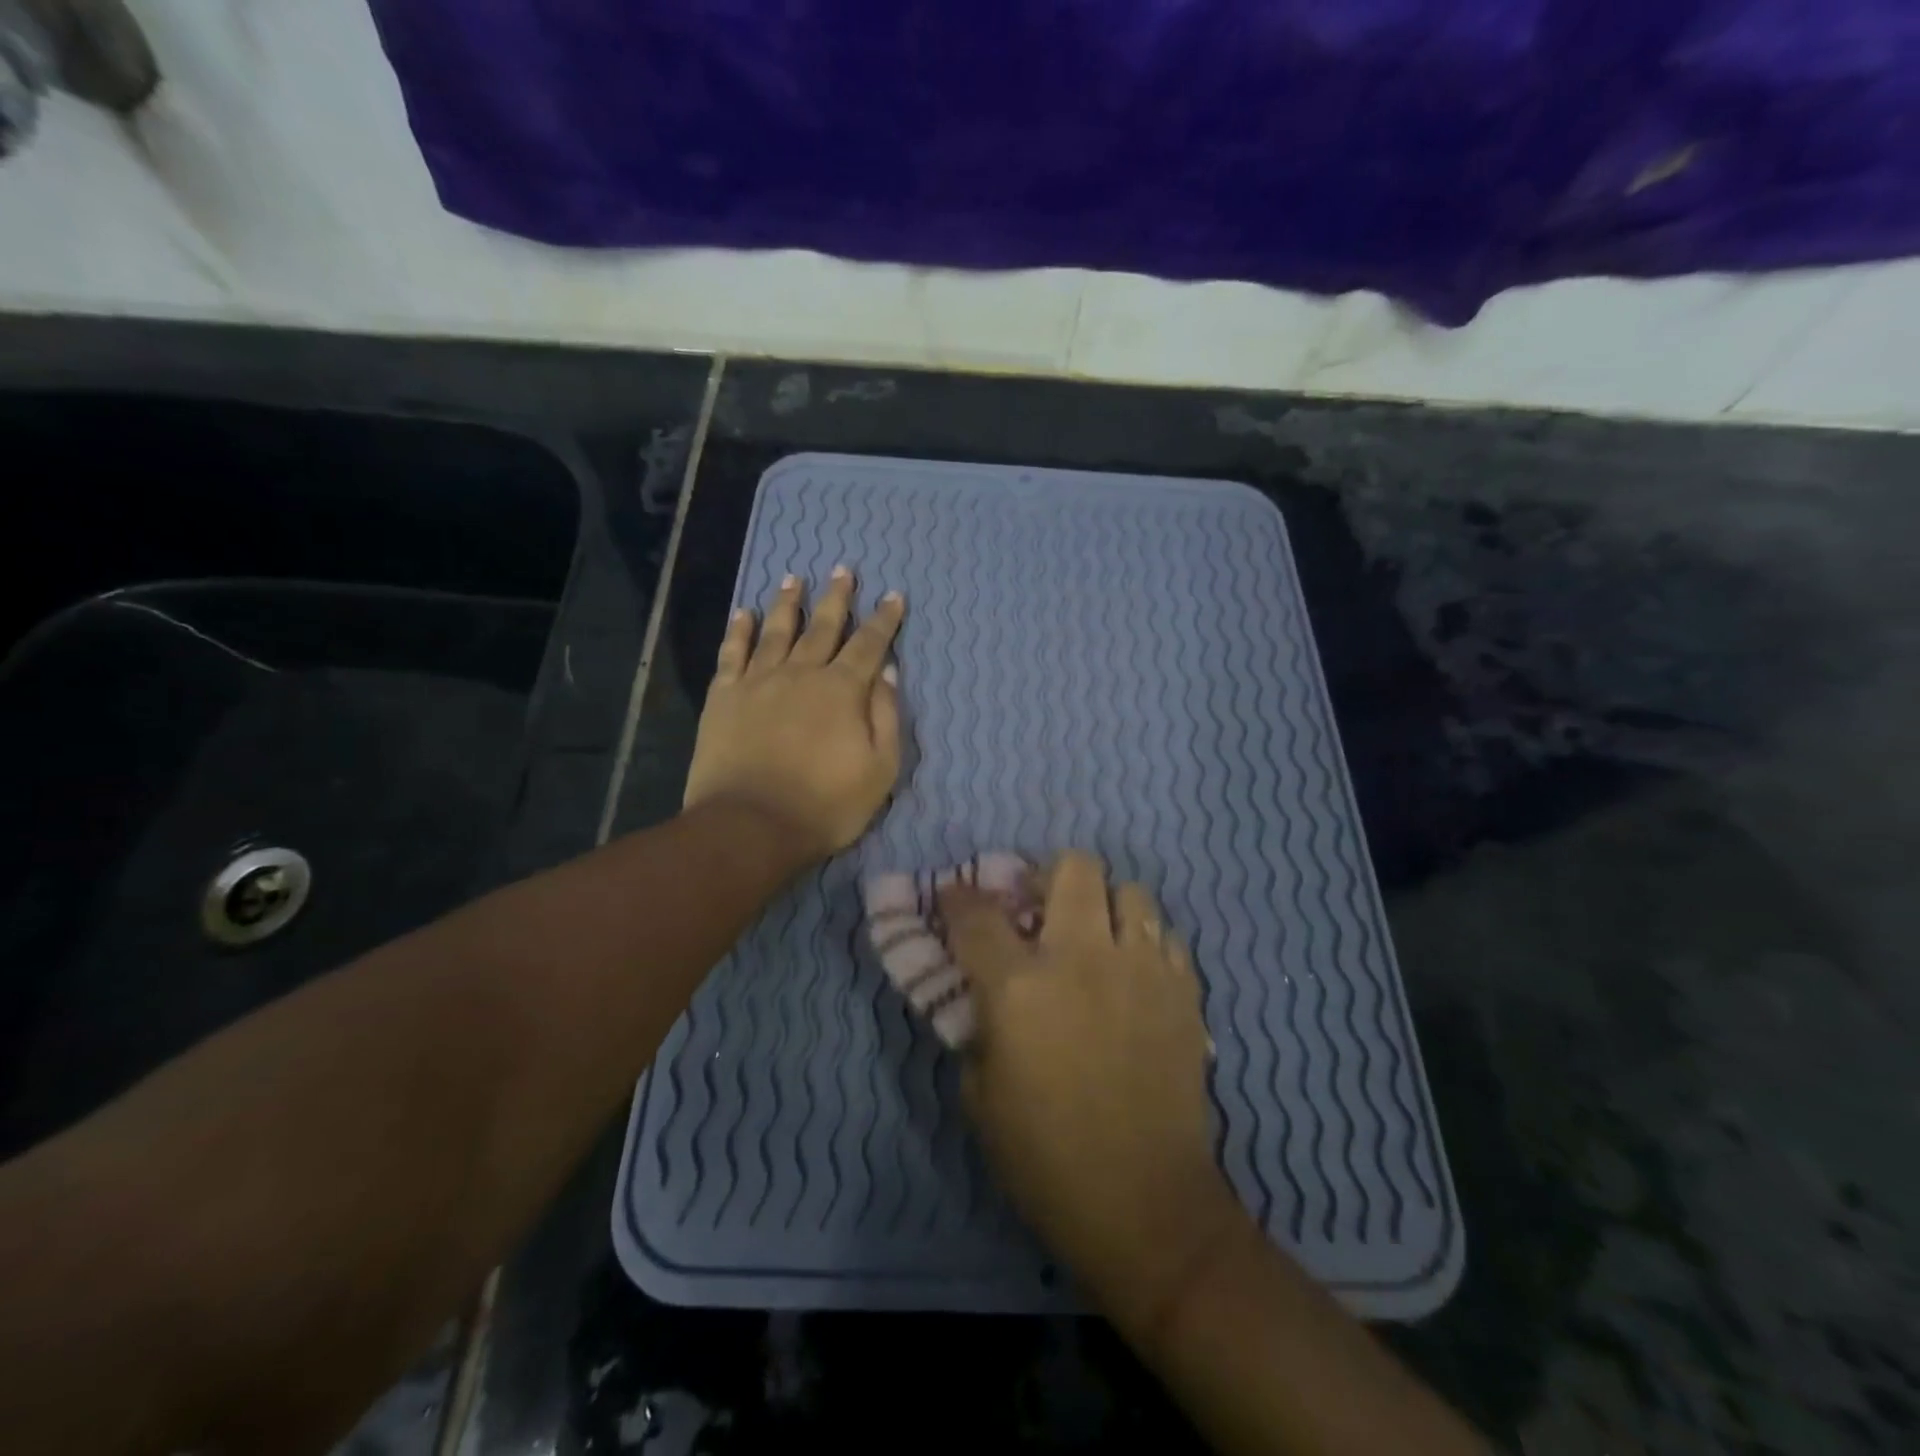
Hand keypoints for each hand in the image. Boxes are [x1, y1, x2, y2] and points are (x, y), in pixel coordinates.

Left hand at [683, 567, 904, 866]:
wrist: (750, 826)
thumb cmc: (825, 805)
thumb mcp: (880, 770)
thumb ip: (887, 717)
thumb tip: (889, 673)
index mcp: (843, 690)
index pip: (870, 645)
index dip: (884, 620)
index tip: (893, 596)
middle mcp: (802, 673)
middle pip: (822, 627)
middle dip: (837, 598)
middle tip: (843, 570)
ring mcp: (758, 682)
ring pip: (776, 631)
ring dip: (787, 603)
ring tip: (793, 579)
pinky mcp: (723, 697)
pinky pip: (732, 654)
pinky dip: (738, 630)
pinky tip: (742, 612)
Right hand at [941, 852, 1243, 1335]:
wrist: (1146, 1205)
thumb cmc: (1045, 1159)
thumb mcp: (980, 1095)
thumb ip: (977, 1027)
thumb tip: (984, 992)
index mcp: (1020, 986)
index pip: (977, 915)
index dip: (957, 897)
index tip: (953, 894)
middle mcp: (1082, 957)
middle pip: (1073, 868)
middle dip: (1048, 876)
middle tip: (1040, 906)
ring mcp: (1141, 968)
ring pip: (1130, 890)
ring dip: (1105, 905)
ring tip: (1095, 936)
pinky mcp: (1184, 989)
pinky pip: (1166, 935)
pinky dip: (1143, 941)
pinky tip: (1133, 973)